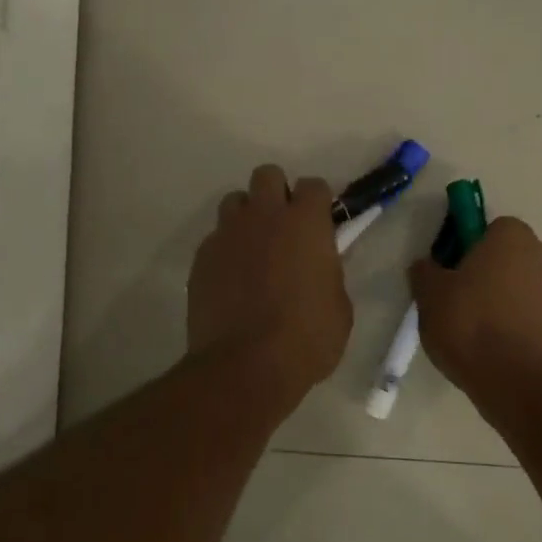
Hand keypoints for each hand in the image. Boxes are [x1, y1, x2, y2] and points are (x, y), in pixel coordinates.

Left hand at [189, 164, 353, 407]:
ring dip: (248, 217)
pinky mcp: (201, 258)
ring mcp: (228, 234)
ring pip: (235, 202)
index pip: (314, 185)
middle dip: (277, 194)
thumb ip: (330, 273)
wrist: (246, 366)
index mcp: (306, 223)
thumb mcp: (339, 306)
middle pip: (267, 175)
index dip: (318, 203)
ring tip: (255, 249)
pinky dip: (226, 250)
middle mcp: (264, 216)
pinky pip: (216, 239)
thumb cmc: (307, 337)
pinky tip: (233, 280)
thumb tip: (320, 266)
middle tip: (285, 228)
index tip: (321, 224)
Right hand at [410, 216, 541, 395]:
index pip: (489, 230)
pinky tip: (498, 350)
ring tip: (479, 333)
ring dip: (507, 301)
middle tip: (461, 302)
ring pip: (525, 288)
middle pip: (510, 258)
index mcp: (513, 236)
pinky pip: (536, 317)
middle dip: (490, 273)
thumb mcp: (430, 295)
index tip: (451, 274)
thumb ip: (425, 272)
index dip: (467, 249)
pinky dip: (520, 326)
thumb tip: (426, 266)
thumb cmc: (469, 324)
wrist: (516, 381)